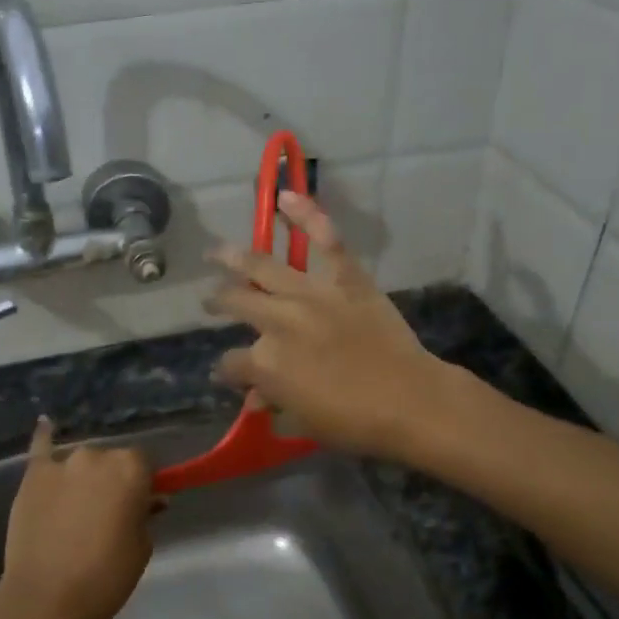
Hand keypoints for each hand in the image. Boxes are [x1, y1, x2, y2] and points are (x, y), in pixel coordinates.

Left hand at [0, 417, 155, 618]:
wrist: (46, 598)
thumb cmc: (105, 576)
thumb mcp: (141, 547)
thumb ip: (145, 516)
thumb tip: (148, 501)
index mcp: (130, 469)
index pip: (144, 464)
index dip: (143, 484)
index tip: (140, 505)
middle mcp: (97, 455)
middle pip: (111, 460)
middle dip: (113, 480)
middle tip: (108, 513)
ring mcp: (61, 463)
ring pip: (81, 462)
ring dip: (84, 476)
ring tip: (77, 506)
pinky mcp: (32, 476)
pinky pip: (41, 448)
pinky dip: (44, 437)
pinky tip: (45, 424)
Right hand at [207, 190, 454, 460]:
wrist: (408, 400)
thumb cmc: (353, 421)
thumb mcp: (303, 420)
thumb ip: (274, 401)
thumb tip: (255, 396)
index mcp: (265, 361)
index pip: (231, 363)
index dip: (227, 370)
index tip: (229, 373)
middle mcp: (278, 320)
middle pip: (236, 303)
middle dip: (218, 302)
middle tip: (210, 300)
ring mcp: (311, 294)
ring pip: (262, 266)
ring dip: (233, 257)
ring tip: (215, 252)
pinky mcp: (346, 278)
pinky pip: (326, 240)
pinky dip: (307, 215)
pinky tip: (284, 197)